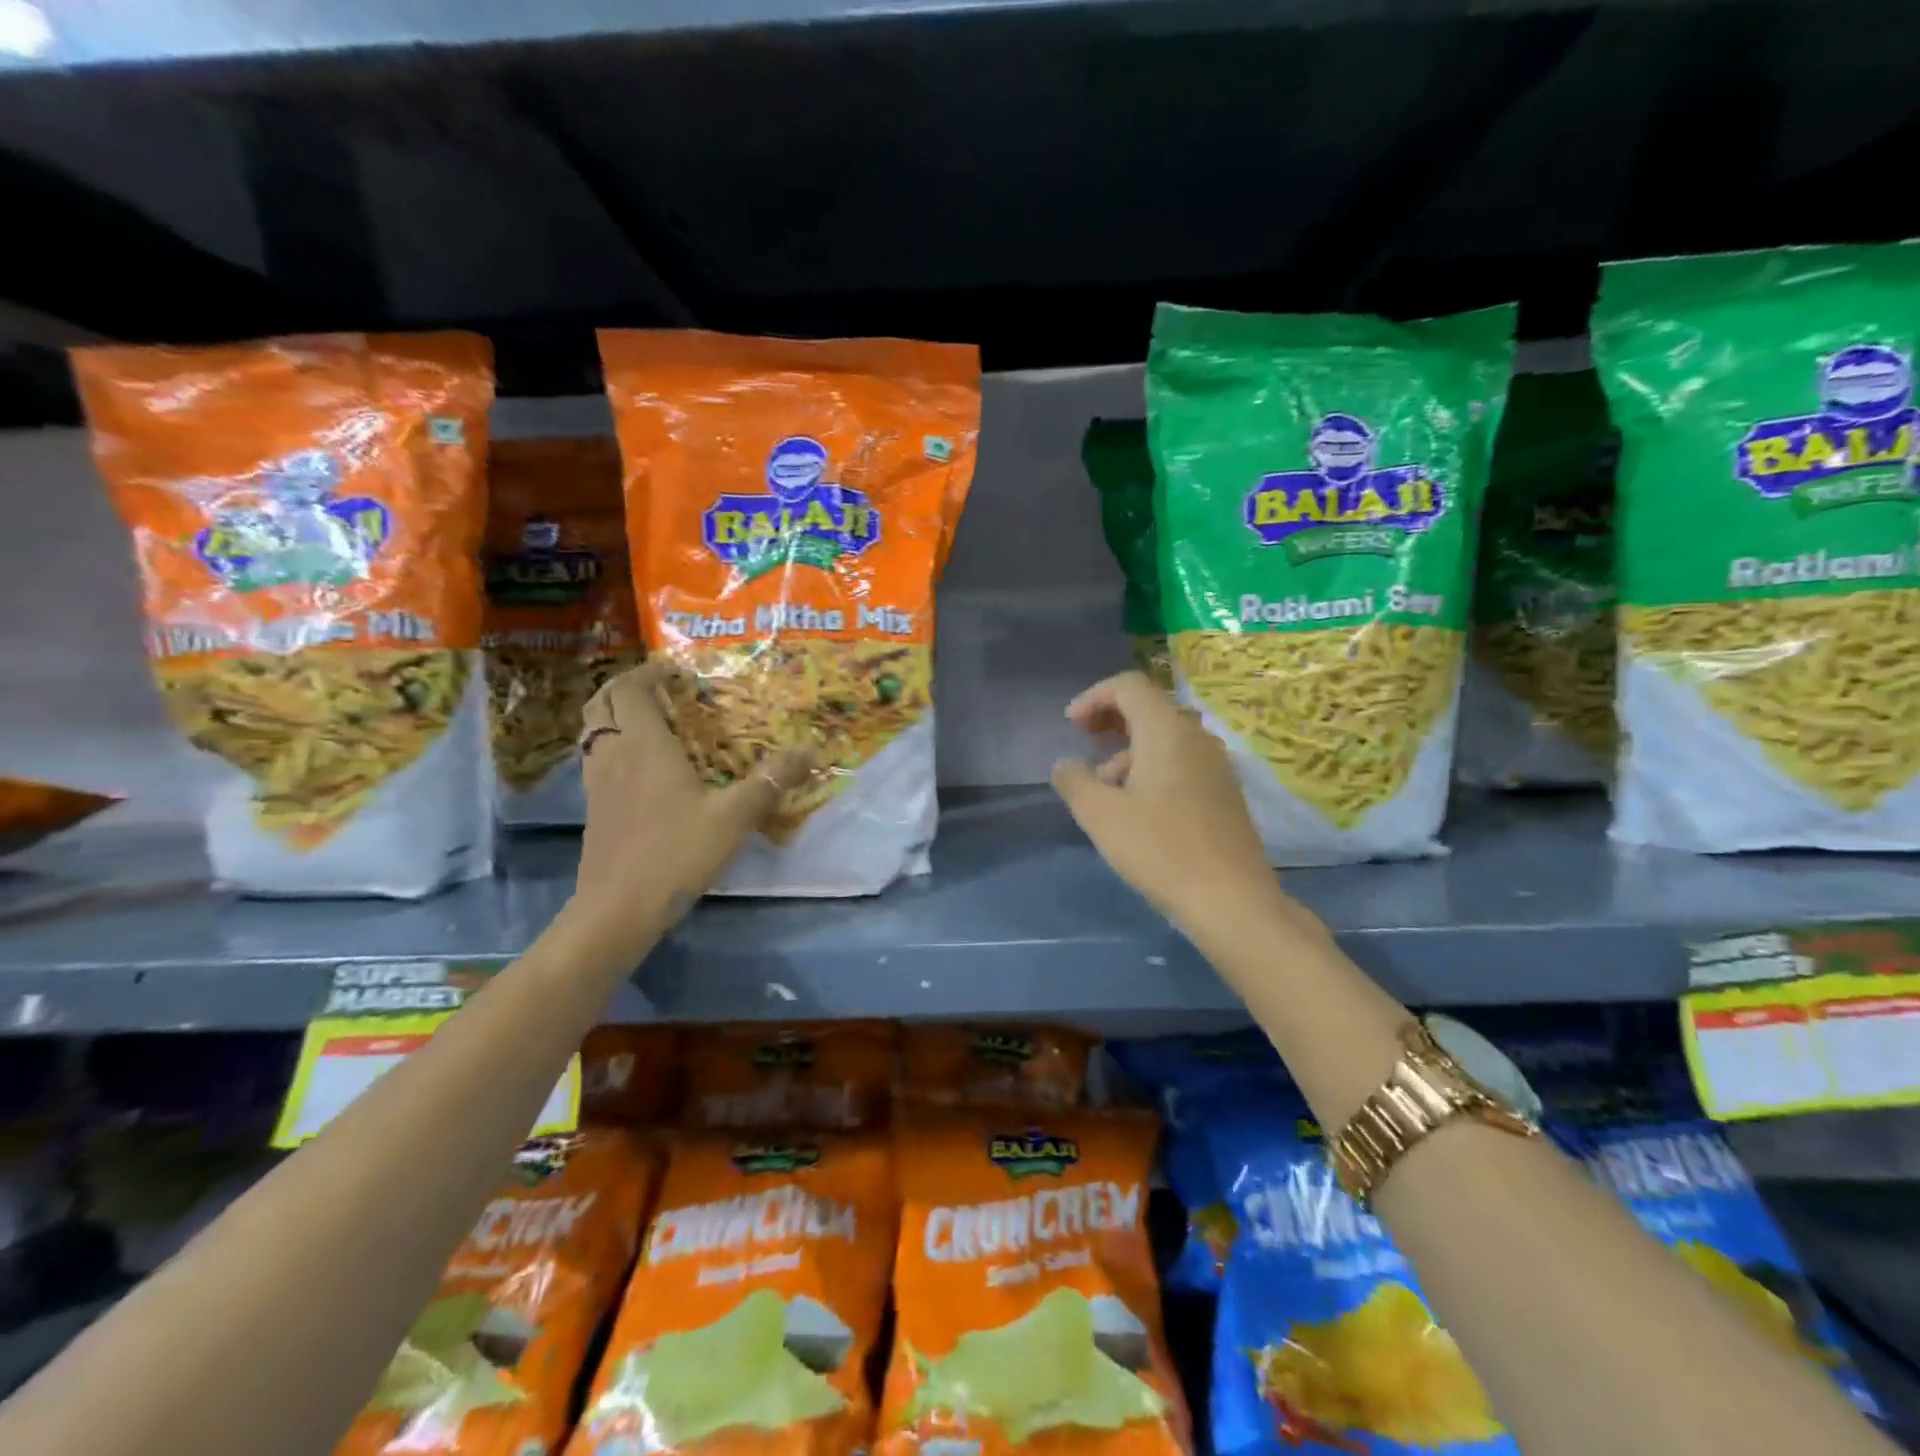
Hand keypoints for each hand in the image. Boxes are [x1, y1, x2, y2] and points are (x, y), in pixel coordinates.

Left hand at [571, 659, 812, 944]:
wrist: (618, 909)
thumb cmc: (676, 853)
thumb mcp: (735, 816)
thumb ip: (771, 780)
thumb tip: (811, 750)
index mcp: (644, 744)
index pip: (633, 688)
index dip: (651, 671)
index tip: (677, 669)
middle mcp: (613, 754)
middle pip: (603, 702)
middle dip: (628, 685)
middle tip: (662, 688)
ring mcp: (598, 782)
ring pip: (594, 730)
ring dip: (616, 714)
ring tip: (653, 720)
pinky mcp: (595, 808)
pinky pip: (598, 757)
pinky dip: (614, 744)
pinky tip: (643, 767)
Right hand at [1050, 671, 1286, 928]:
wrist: (1231, 900)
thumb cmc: (1159, 849)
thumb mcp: (1100, 815)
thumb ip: (1074, 781)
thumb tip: (1065, 765)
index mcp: (1167, 730)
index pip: (1128, 686)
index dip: (1094, 697)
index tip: (1071, 727)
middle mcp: (1196, 737)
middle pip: (1150, 707)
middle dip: (1112, 718)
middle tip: (1085, 740)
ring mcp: (1216, 765)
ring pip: (1166, 737)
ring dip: (1130, 749)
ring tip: (1104, 787)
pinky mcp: (1225, 792)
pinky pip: (1182, 761)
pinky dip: (1153, 766)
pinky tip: (1137, 806)